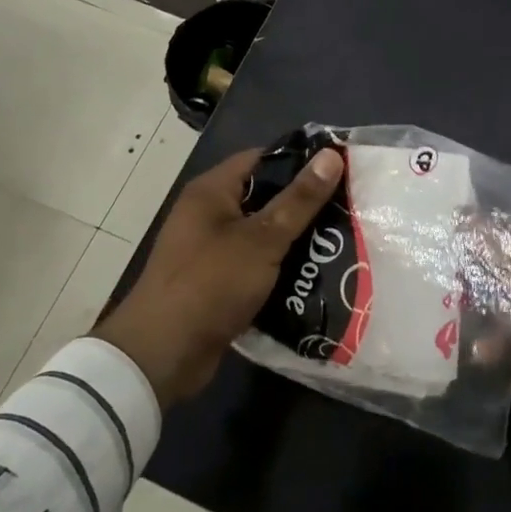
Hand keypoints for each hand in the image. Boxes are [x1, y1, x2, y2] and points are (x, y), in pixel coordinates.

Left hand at [94, 145, 344, 406]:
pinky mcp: (217, 283)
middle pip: (265, 197)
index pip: (261, 158)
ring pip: (263, 234)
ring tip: (341, 240)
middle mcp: (208, 214)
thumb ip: (299, 199)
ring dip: (296, 239)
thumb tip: (332, 155)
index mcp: (212, 191)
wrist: (162, 356)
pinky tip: (316, 274)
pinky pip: (256, 265)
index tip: (340, 168)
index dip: (300, 160)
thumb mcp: (262, 239)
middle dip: (304, 204)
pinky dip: (281, 268)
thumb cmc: (210, 283)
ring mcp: (211, 250)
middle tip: (348, 206)